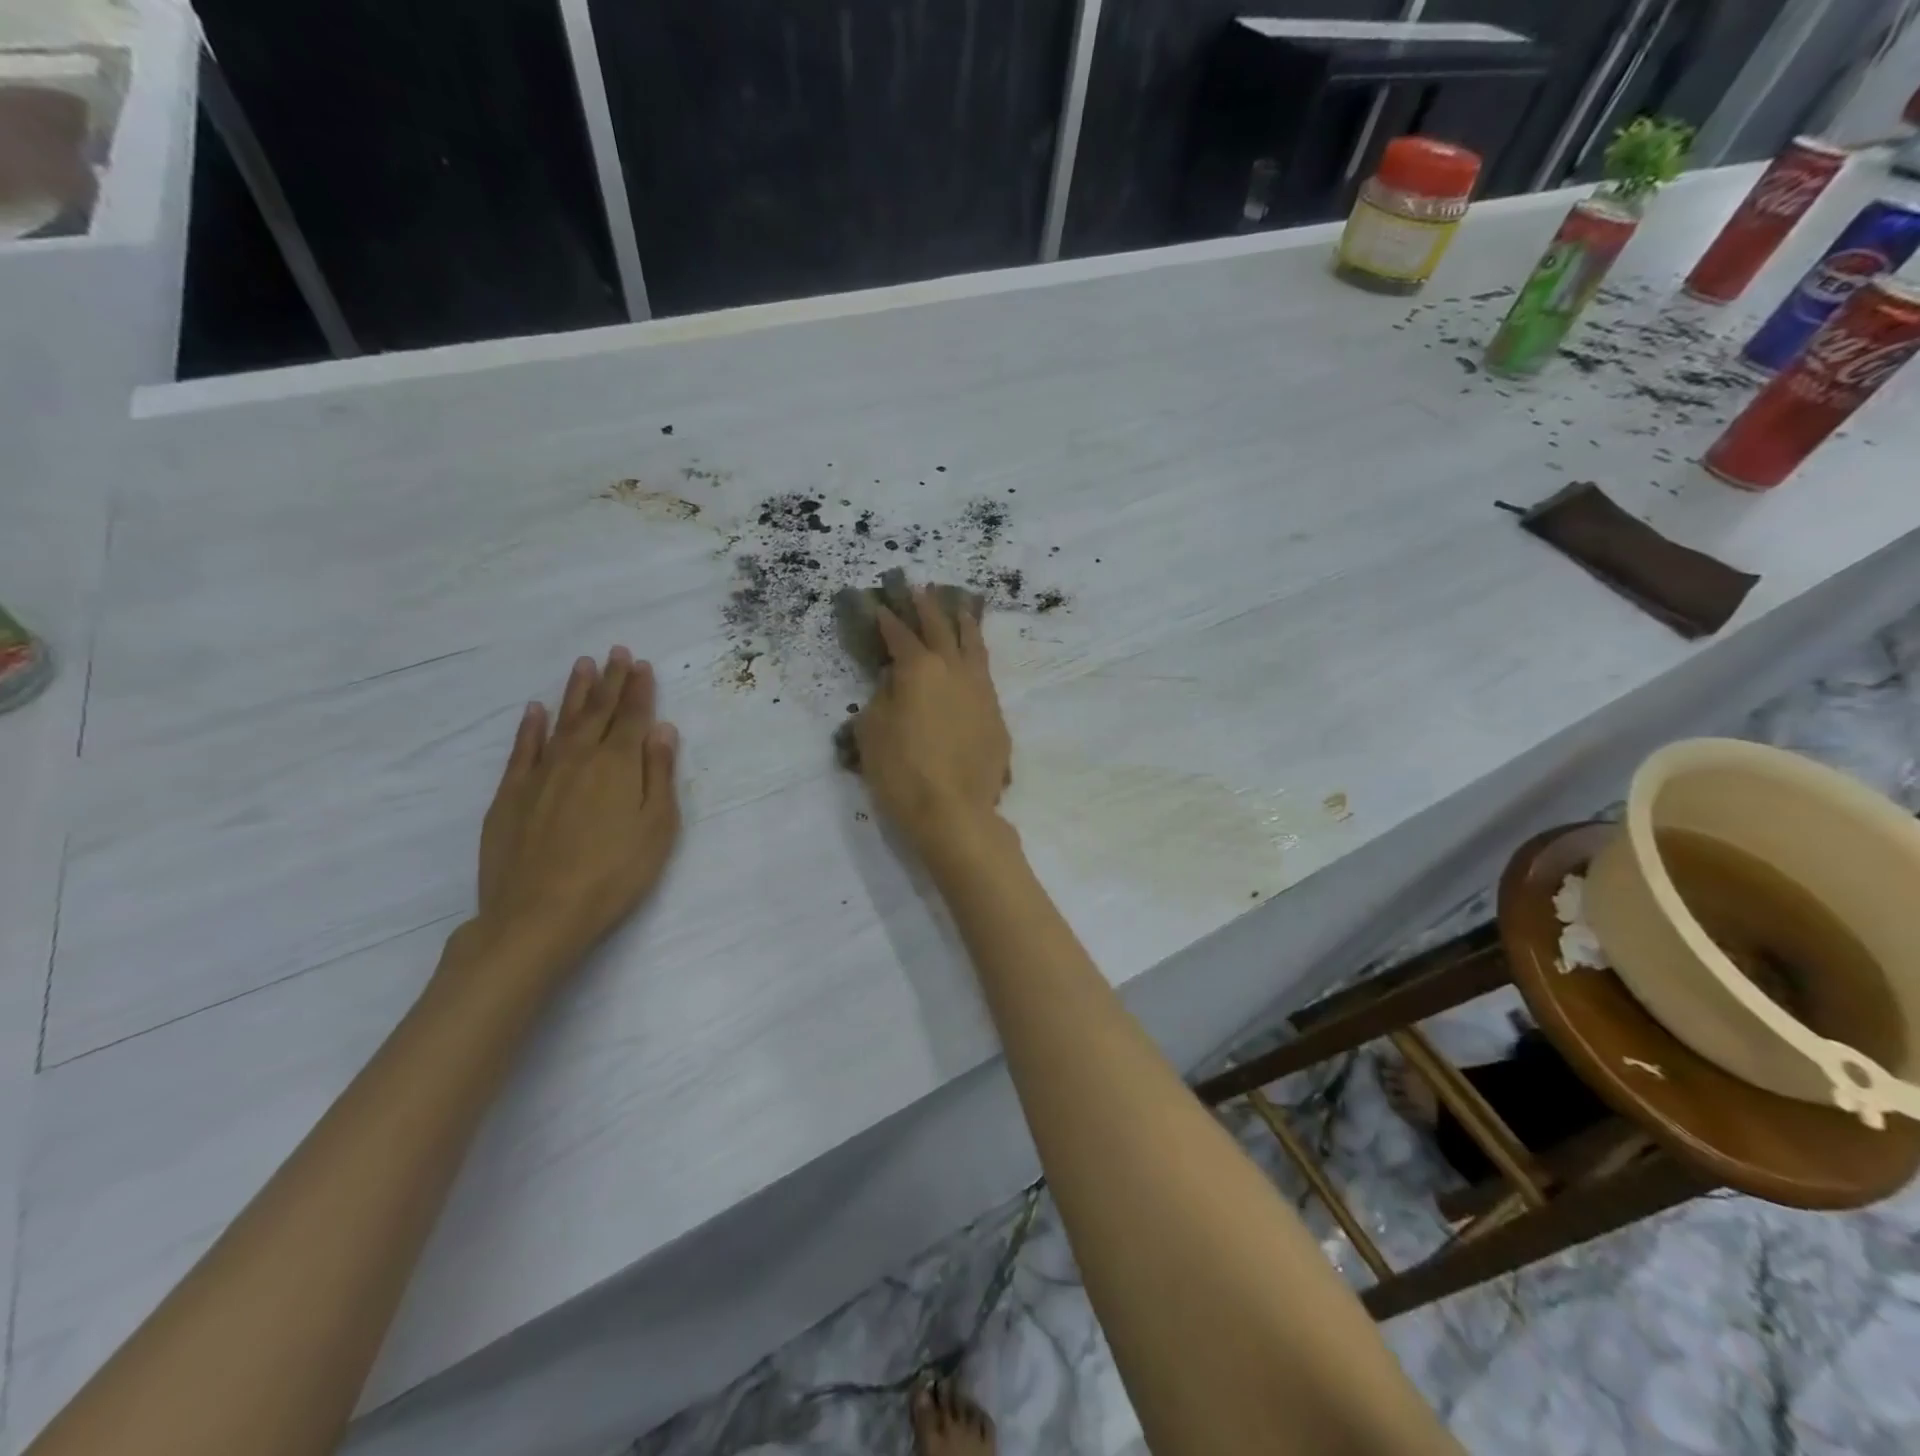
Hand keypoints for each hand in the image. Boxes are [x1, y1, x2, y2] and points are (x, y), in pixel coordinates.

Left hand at [472, 647, 681, 979]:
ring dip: (575, 693)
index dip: (639, 690)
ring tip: (583, 666)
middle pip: (598, 712)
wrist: (539, 913)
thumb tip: (662, 729)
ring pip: (561, 722)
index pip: (632, 717)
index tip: (641, 664)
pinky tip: (535, 711)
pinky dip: (530, 727)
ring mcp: (540, 774)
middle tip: (616, 652)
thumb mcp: (657, 827)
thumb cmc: (614, 873)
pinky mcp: (510, 795)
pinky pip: (523, 750)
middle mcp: (579, 758)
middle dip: (611, 680)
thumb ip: (659, 774)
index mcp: (618, 765)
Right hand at [853, 587, 1011, 848]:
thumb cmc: (902, 773)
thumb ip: (882, 697)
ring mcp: (981, 690)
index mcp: (918, 670)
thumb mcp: (872, 733)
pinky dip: (977, 656)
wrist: (955, 813)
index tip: (879, 605)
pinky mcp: (996, 714)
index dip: (887, 620)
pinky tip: (974, 657)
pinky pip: (985, 673)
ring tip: (960, 606)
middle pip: (941, 629)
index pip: (900, 636)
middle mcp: (953, 670)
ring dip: (963, 622)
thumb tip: (894, 680)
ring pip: (973, 645)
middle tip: (920, 588)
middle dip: (927, 607)